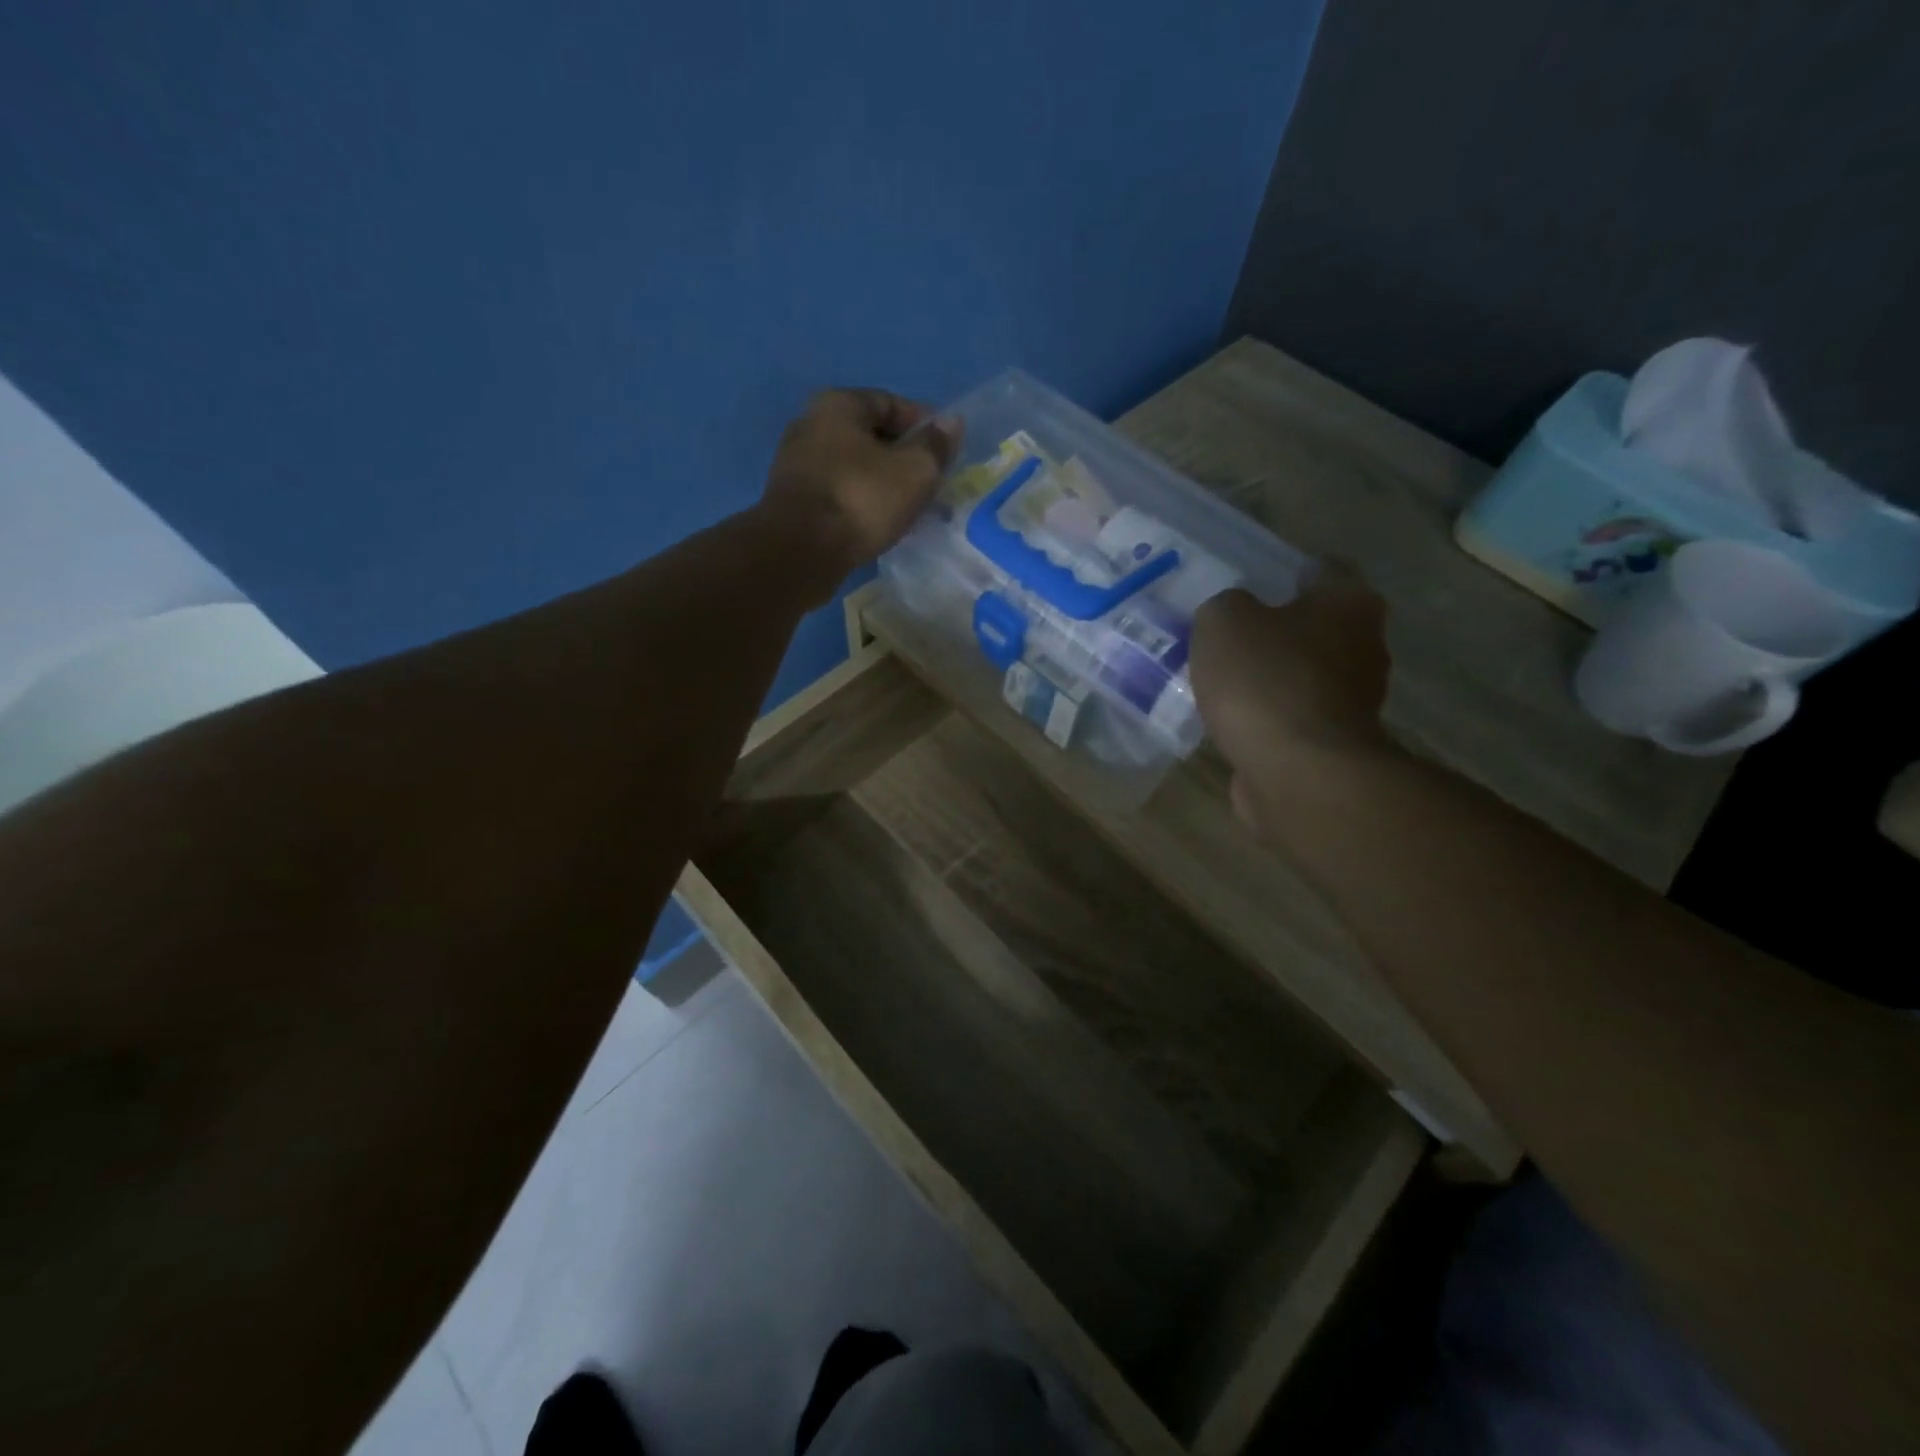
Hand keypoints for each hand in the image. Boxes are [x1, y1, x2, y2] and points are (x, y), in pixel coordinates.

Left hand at [759, 388, 960, 585]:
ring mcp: (796, 464)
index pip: (891, 403)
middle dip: (903, 457)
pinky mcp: (793, 501)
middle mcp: (811, 425)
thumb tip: (951, 422)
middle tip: (930, 484)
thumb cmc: (861, 500)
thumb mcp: (914, 470)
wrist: (800, 552)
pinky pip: (839, 492)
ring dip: (882, 483)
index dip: (924, 425)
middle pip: (870, 435)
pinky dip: (861, 502)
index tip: (946, 453)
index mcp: (838, 405)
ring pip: (854, 467)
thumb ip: (936, 445)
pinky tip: (877, 522)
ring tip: (908, 508)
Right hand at [1189, 567, 1394, 838]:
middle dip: (1282, 629)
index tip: (1257, 583)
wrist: (1295, 771)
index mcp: (1348, 602)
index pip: (1326, 569)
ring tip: (1226, 681)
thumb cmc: (1265, 679)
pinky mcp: (1334, 744)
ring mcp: (1355, 700)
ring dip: (1276, 676)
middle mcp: (1365, 645)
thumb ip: (1226, 607)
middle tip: (1233, 633)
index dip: (1290, 572)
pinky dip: (1271, 716)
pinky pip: (1295, 716)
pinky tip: (1236, 720)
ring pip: (1308, 674)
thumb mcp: (1223, 621)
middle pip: (1320, 625)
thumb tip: (1235, 617)